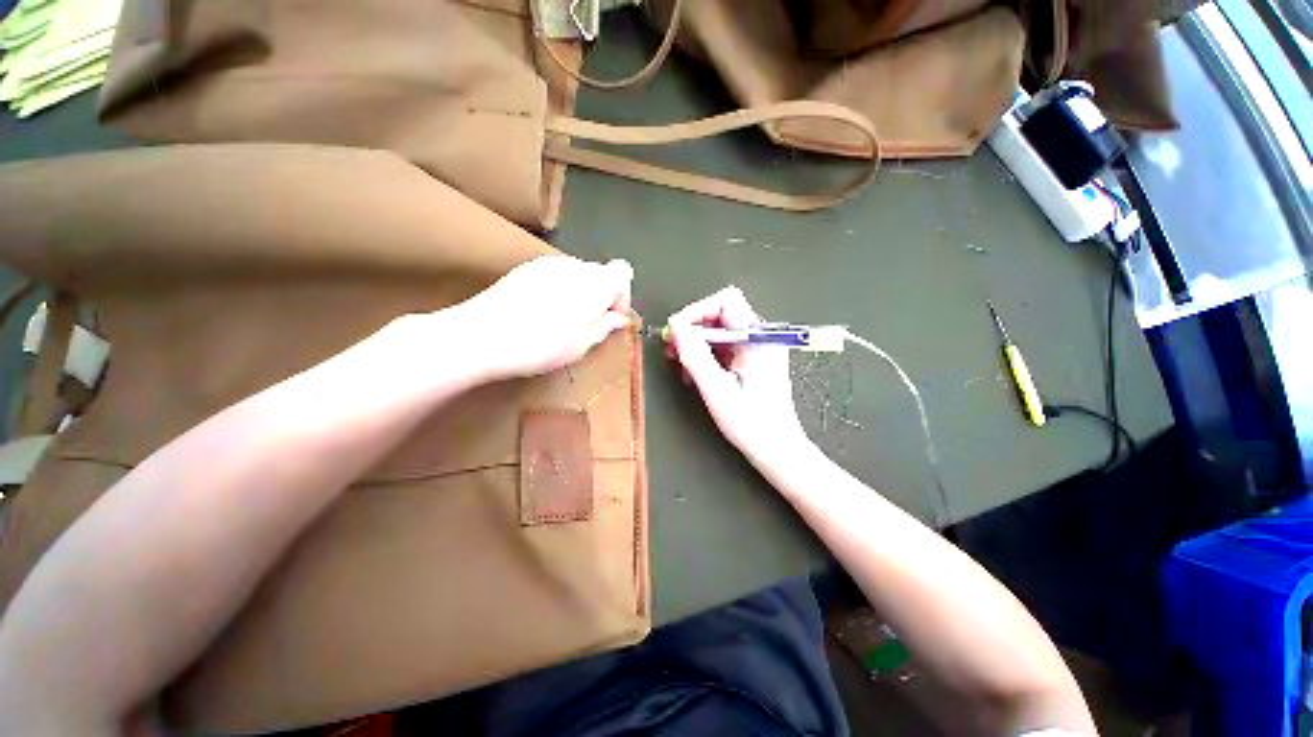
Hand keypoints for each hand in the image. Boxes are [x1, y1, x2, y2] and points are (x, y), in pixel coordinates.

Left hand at [452, 256, 633, 380]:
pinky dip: (560, 289)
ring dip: (580, 293)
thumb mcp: (580, 345)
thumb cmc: (538, 346)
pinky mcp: (526, 267)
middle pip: (601, 272)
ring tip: (562, 321)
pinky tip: (542, 312)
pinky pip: (557, 274)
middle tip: (588, 325)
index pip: (622, 272)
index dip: (622, 295)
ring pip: (578, 273)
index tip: (610, 317)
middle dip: (602, 295)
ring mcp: (547, 263)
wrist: (480, 336)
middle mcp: (574, 266)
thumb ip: (604, 326)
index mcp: (593, 284)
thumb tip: (619, 318)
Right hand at [666, 286, 809, 460]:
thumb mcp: (717, 390)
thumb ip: (696, 356)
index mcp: (758, 339)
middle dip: (693, 329)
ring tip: (680, 364)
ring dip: (696, 345)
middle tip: (671, 350)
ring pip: (719, 333)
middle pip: (721, 316)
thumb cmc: (751, 424)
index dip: (698, 311)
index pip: (726, 302)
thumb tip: (675, 327)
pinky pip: (723, 349)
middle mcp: (760, 338)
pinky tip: (694, 375)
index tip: (676, 331)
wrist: (777, 450)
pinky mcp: (750, 362)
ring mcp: (756, 350)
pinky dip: (705, 357)